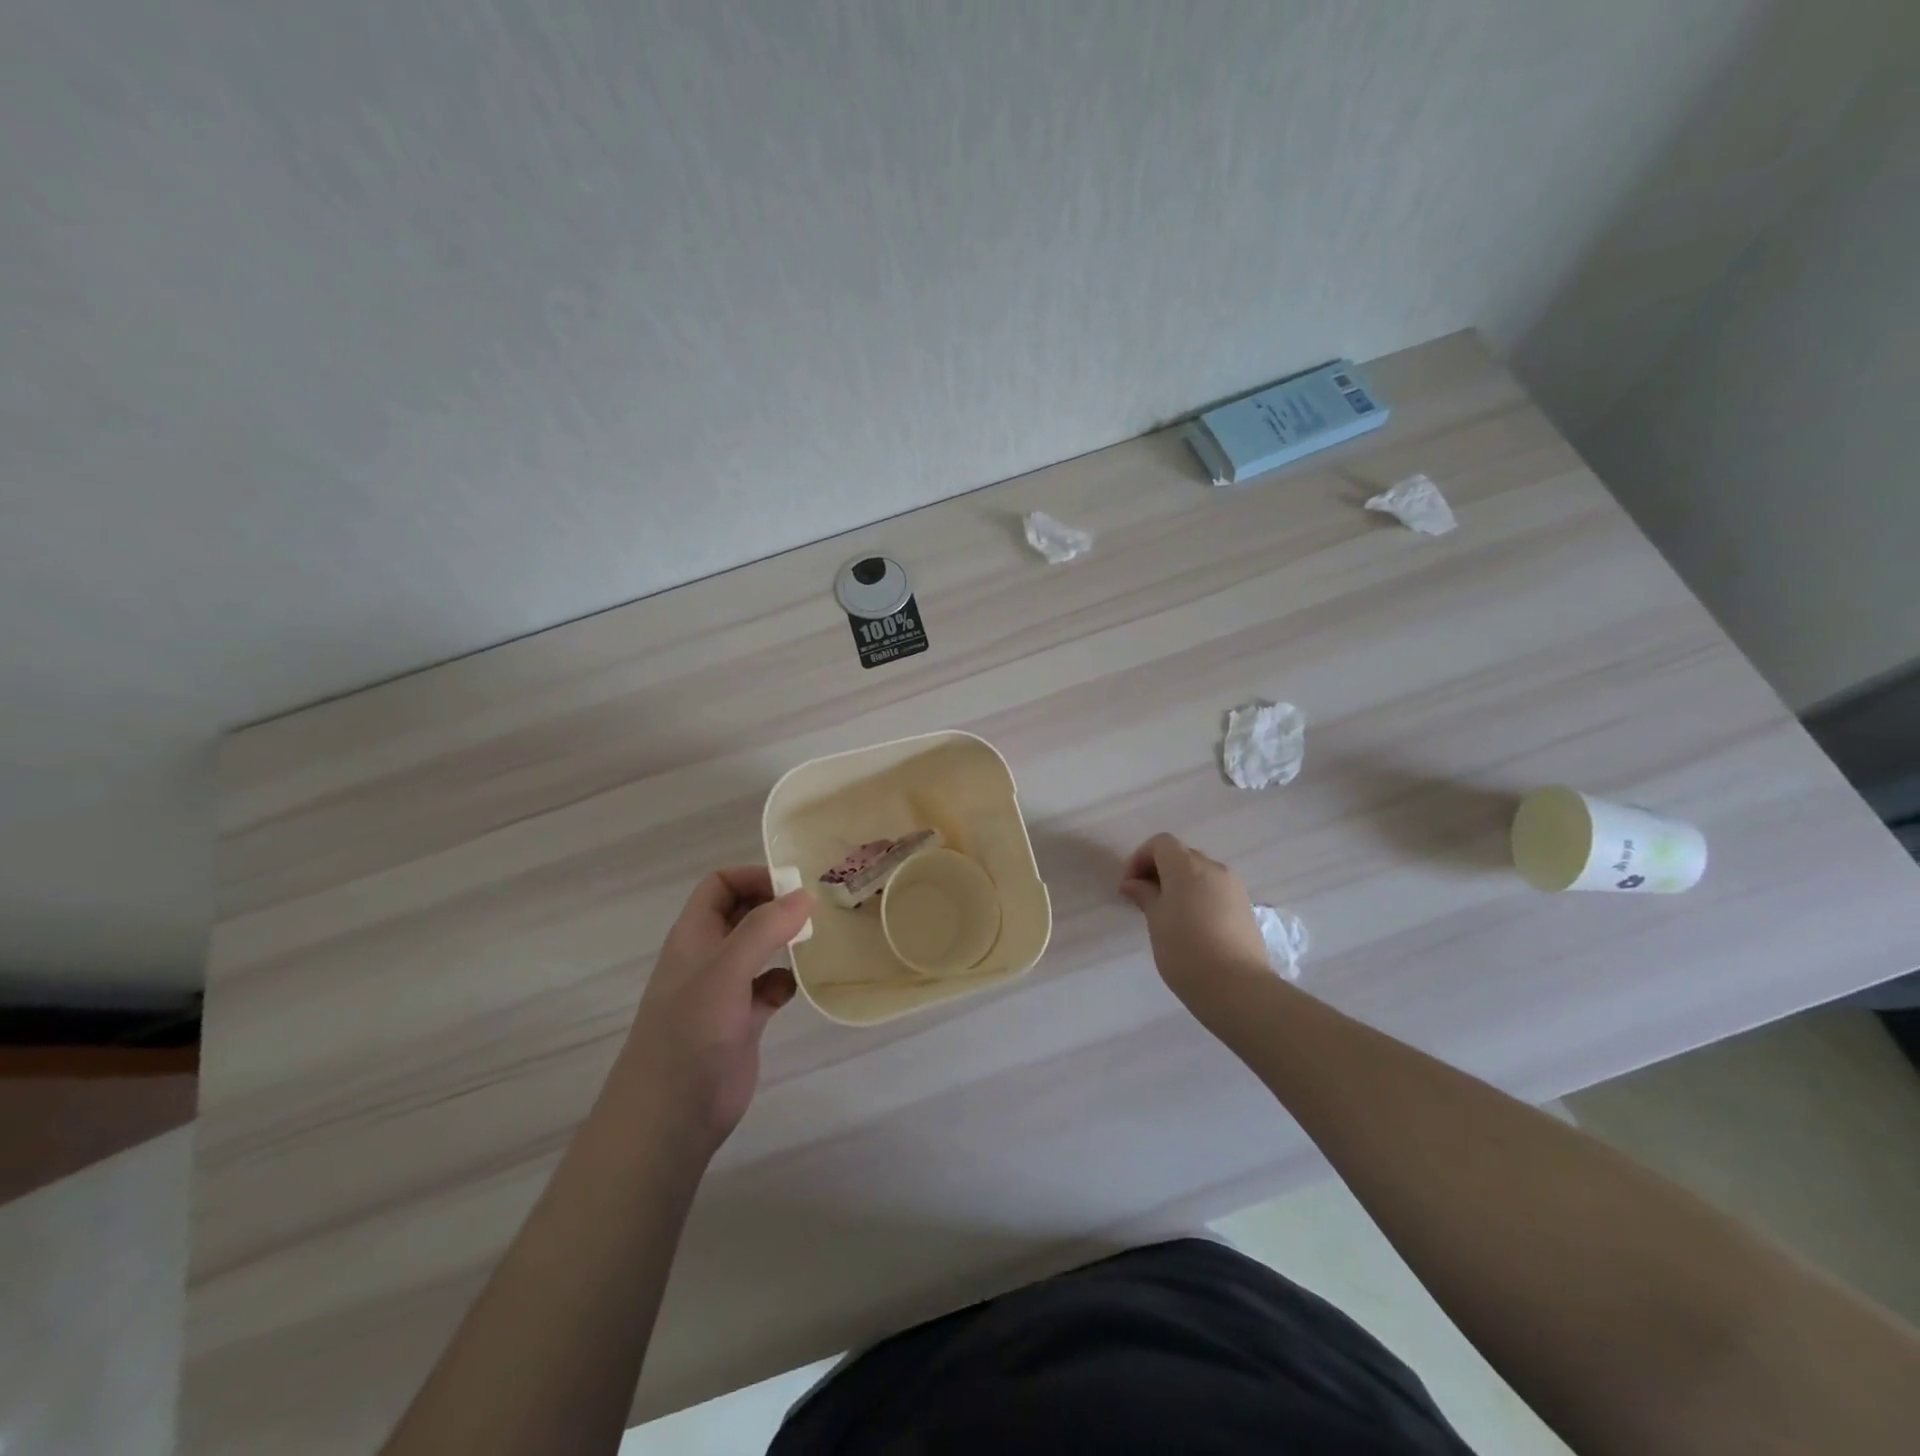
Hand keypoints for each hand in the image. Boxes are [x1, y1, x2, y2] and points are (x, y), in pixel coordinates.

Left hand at [620, 867, 813, 1156]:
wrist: (671, 1115)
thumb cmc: (691, 1032)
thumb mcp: (726, 970)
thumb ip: (764, 928)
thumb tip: (805, 894)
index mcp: (694, 935)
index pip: (721, 884)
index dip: (753, 877)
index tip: (793, 889)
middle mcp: (709, 956)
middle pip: (743, 912)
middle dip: (775, 906)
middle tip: (815, 910)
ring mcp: (725, 990)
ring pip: (759, 949)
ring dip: (785, 941)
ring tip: (817, 940)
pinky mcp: (742, 1020)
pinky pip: (769, 987)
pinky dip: (785, 981)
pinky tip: (798, 987)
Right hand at [1119, 833, 1271, 1009]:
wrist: (1237, 987)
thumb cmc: (1185, 950)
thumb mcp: (1156, 920)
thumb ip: (1145, 895)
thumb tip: (1133, 883)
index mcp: (1186, 866)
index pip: (1161, 843)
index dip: (1140, 858)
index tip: (1129, 886)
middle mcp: (1213, 868)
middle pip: (1181, 855)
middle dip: (1159, 870)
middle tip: (1144, 898)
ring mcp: (1233, 886)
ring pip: (1200, 872)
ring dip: (1180, 883)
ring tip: (1167, 913)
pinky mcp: (1245, 906)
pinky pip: (1215, 889)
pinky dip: (1199, 896)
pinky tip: (1192, 924)